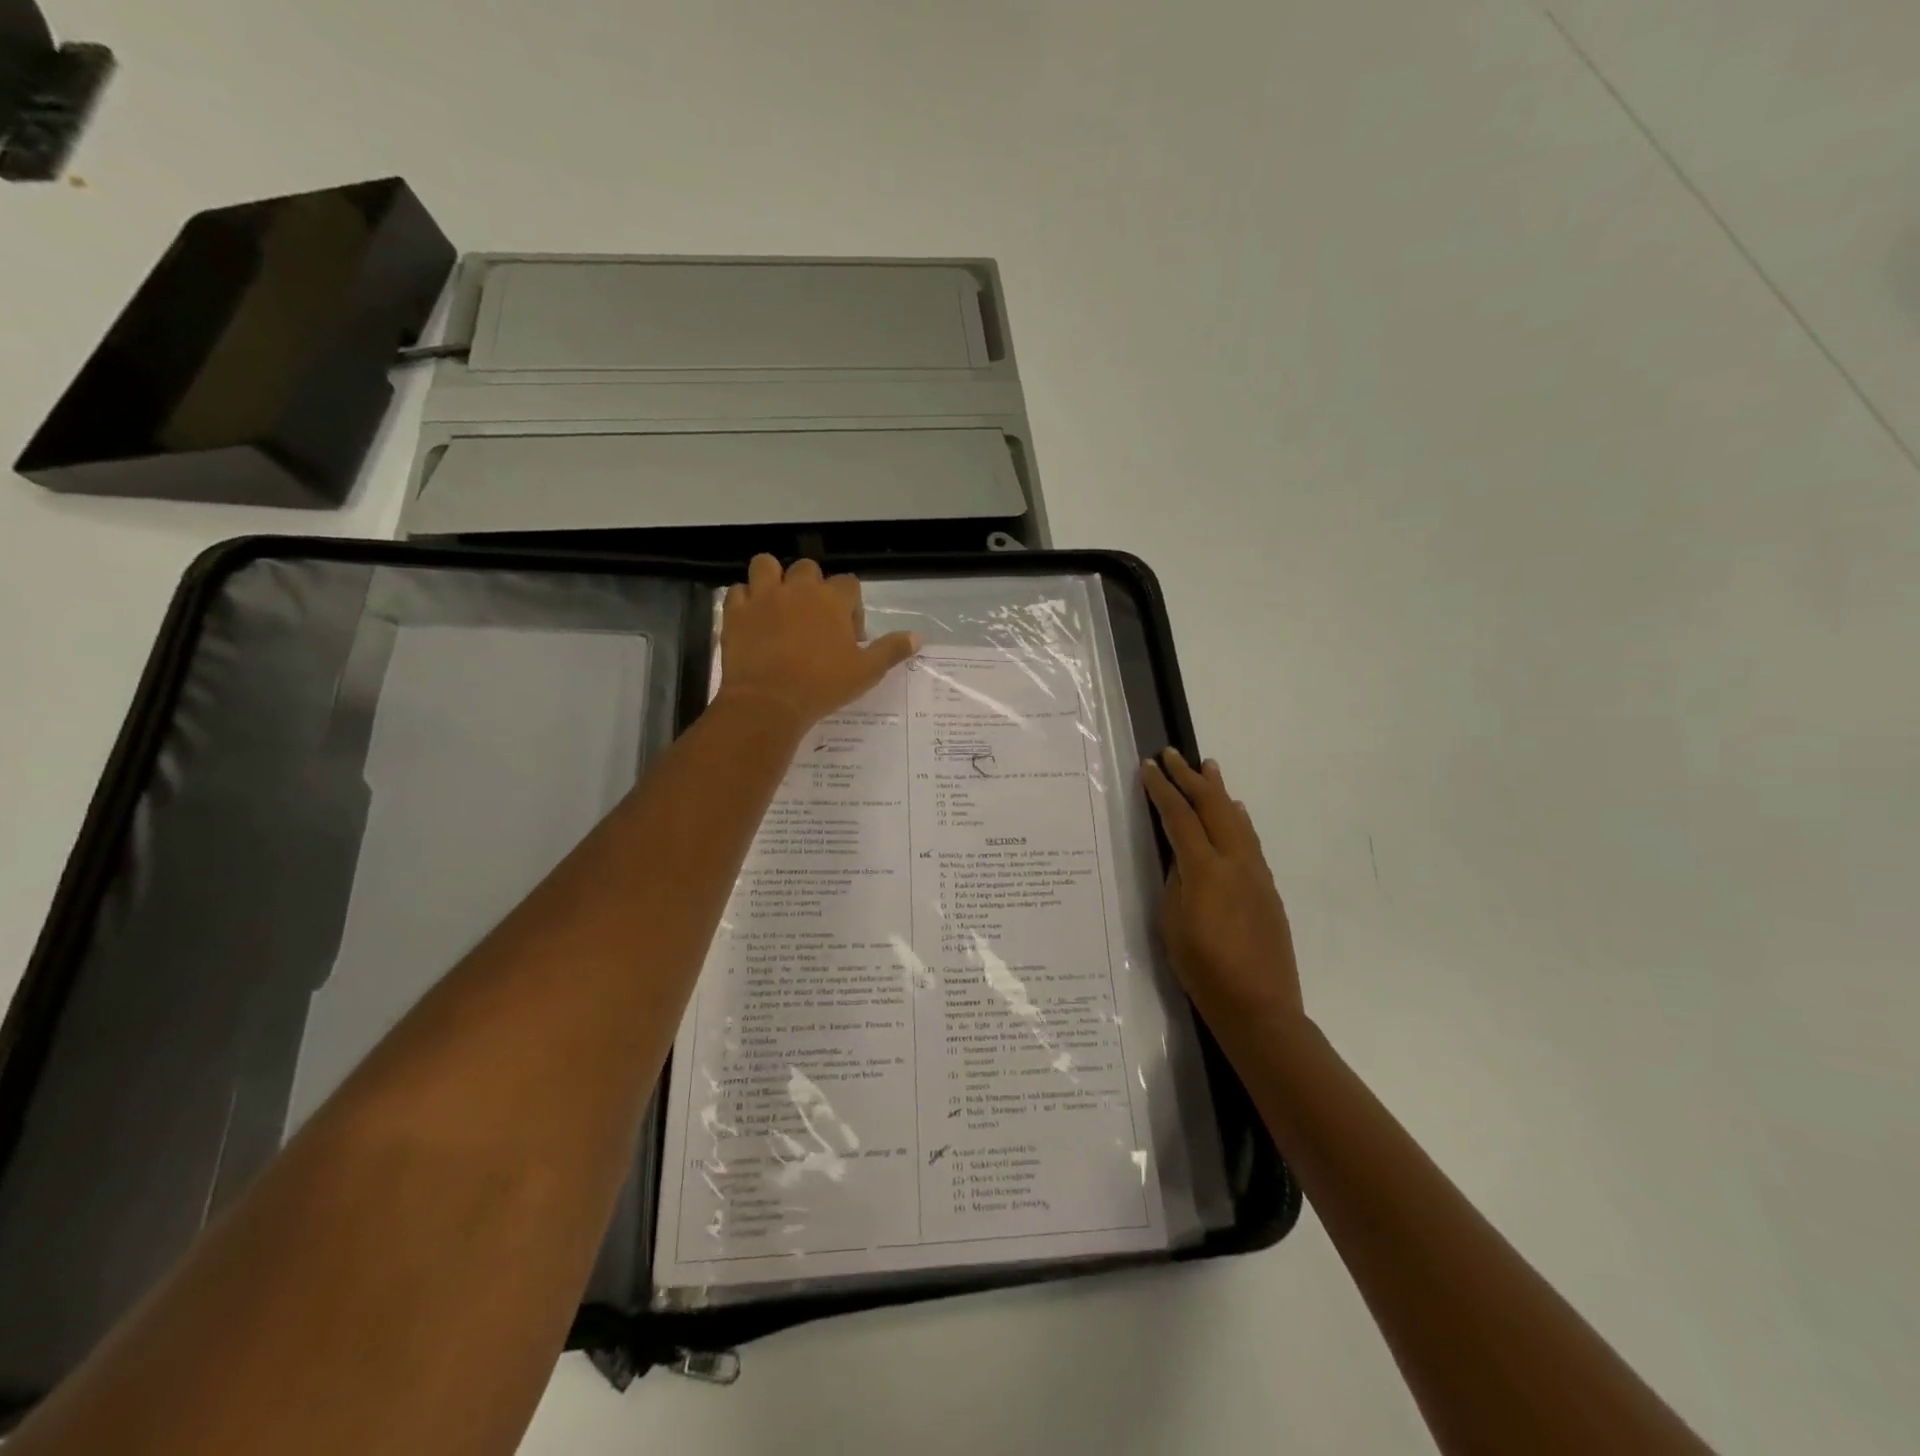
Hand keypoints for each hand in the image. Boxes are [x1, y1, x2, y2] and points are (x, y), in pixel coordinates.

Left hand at [715, 555, 919, 731]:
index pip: (849, 584)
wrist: (770, 701)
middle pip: (807, 569)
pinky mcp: (735, 612)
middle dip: (812, 587)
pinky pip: (738, 591)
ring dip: (773, 579)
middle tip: (813, 620)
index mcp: (832, 599)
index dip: (851, 606)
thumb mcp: (866, 671)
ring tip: (778, 605)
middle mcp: (798, 588)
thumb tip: (917, 637)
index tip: (849, 635)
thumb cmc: (823, 685)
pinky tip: (752, 620)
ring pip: (766, 566)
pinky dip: (745, 601)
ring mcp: (763, 596)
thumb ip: (891, 650)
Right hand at [1141, 750, 1303, 1028]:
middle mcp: (1235, 862)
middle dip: (1190, 778)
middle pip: (1212, 807)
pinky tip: (1235, 812)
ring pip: (1236, 819)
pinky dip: (1237, 818)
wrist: (1260, 1007)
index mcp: (1205, 870)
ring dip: (1219, 791)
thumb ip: (1175, 883)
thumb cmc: (1203, 970)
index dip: (1162, 790)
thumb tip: (1181, 859)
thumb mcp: (1171, 924)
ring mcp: (1256, 874)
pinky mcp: (1267, 888)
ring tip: (1208, 767)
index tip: (1149, 768)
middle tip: (1173, 754)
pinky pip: (1249, 840)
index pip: (1180, 818)